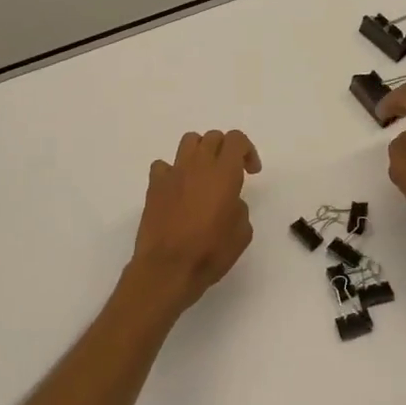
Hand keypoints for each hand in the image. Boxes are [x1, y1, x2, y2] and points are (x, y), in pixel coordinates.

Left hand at [125, 130, 262, 315]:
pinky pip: (163, 165)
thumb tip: (230, 202)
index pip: (236, 139)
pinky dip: (173, 172)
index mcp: (224, 173)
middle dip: (225, 149)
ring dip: (200, 152)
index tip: (251, 172)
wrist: (168, 268)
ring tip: (204, 174)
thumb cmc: (210, 252)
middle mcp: (198, 165)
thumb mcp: (242, 233)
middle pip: (213, 137)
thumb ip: (240, 208)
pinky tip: (178, 189)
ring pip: (188, 142)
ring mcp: (173, 173)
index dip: (247, 150)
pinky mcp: (154, 186)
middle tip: (230, 173)